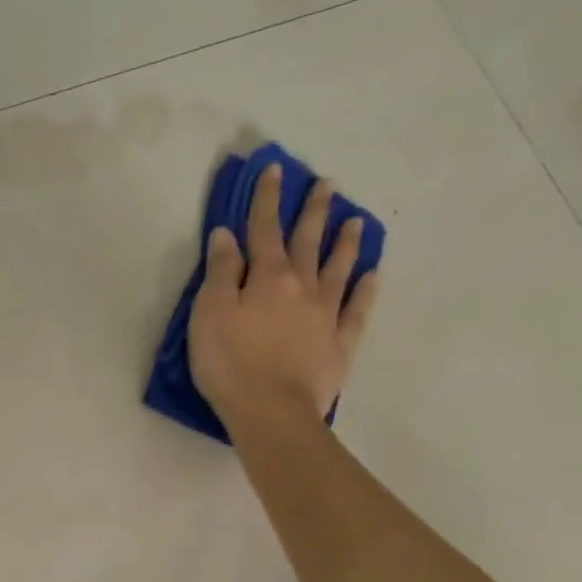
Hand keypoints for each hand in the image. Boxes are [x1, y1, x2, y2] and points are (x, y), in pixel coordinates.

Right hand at [187, 163, 380, 428]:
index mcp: (267, 277)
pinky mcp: (340, 343)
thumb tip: (227, 236)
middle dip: (313, 211)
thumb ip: (220, 273)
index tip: (275, 170)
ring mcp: (326, 315)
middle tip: (327, 184)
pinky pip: (357, 309)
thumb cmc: (230, 362)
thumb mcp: (209, 314)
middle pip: (308, 242)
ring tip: (355, 220)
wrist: (272, 411)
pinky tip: (373, 275)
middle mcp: (302, 287)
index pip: (264, 230)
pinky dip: (365, 290)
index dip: (266, 199)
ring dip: (346, 242)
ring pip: (339, 269)